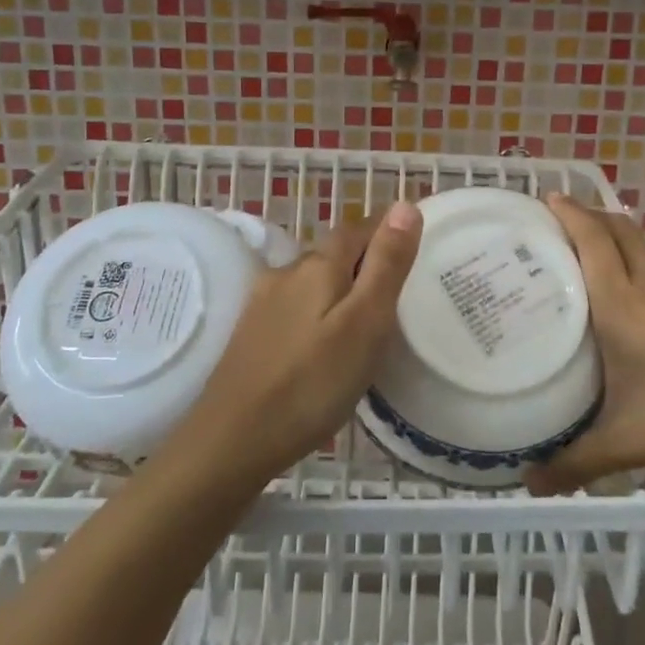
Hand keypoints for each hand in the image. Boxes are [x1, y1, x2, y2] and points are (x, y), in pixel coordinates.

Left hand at [175, 201, 420, 485]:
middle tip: (396, 293)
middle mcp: (286, 272)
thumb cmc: (312, 382)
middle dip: (363, 262)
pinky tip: (322, 344)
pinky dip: (316, 313)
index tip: (411, 250)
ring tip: (364, 322)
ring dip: (338, 289)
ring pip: (312, 281)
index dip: (386, 232)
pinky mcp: (250, 332)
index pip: (358, 229)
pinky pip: (294, 307)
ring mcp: (262, 302)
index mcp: (318, 265)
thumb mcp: (365, 322)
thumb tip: (405, 204)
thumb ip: (386, 264)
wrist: (232, 439)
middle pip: (333, 253)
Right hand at [525, 195, 644, 494]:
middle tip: (563, 219)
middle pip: (621, 229)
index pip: (592, 239)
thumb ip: (575, 463)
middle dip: (592, 213)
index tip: (548, 196)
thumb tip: (529, 485)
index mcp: (622, 304)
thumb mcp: (625, 443)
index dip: (570, 211)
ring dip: (618, 242)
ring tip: (593, 263)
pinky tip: (643, 313)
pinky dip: (644, 275)